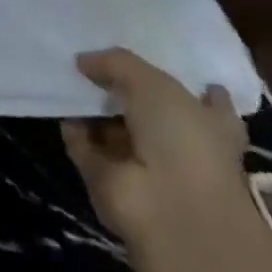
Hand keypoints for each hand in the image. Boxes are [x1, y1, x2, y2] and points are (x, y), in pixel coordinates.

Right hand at [61, 48, 247, 240]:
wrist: (169, 211)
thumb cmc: (182, 140)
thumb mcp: (152, 83)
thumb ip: (117, 63)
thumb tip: (84, 60)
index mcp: (210, 125)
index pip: (211, 103)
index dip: (198, 88)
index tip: (175, 67)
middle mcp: (180, 147)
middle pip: (152, 114)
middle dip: (126, 91)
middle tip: (96, 63)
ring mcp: (144, 167)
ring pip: (116, 131)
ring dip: (95, 110)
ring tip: (69, 77)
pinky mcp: (110, 182)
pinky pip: (86, 148)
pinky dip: (73, 131)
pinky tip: (60, 107)